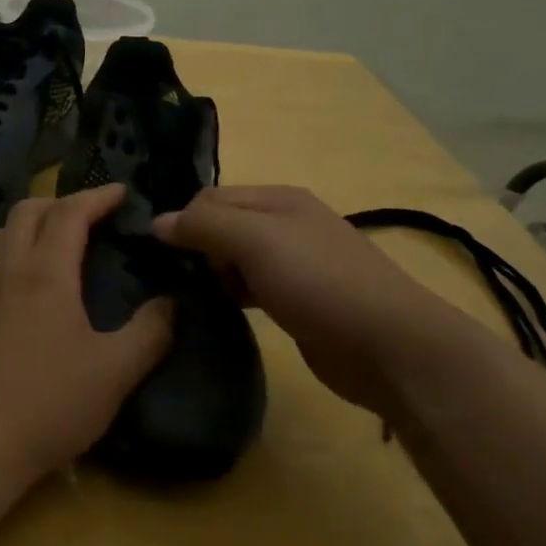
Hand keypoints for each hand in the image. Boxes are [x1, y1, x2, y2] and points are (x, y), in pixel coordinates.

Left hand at [0, 184, 173, 489]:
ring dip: (18, 231)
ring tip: (38, 247)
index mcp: (48, 272)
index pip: (71, 213)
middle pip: (25, 212)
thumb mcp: (116, 371)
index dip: (97, 196)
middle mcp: (7, 270)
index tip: (121, 193)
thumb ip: (150, 332)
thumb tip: (172, 302)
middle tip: (83, 217)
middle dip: (57, 204)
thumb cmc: (52, 403)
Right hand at [152, 185, 480, 413]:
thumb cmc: (319, 282)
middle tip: (179, 281)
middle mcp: (284, 225)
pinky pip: (249, 288)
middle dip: (196, 249)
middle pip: (221, 226)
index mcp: (277, 199)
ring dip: (212, 274)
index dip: (184, 221)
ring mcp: (293, 264)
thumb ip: (204, 226)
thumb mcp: (256, 242)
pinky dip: (231, 295)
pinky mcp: (296, 301)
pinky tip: (220, 312)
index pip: (210, 198)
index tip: (164, 256)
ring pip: (233, 259)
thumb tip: (156, 222)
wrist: (389, 347)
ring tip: (193, 299)